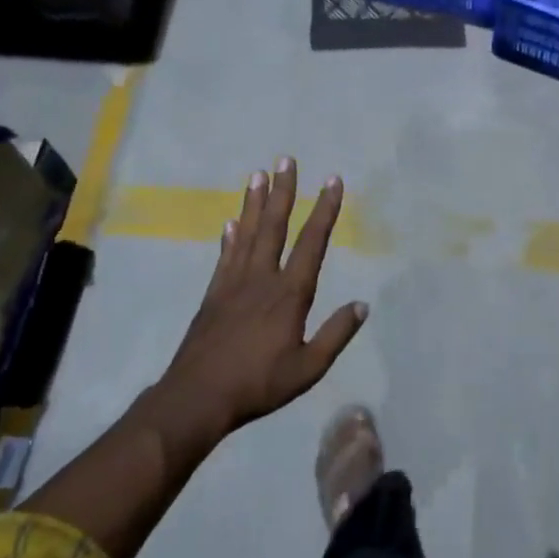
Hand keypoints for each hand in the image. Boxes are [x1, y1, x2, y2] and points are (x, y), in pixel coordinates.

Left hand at [143, 159, 368, 442]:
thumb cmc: (258, 384)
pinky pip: (225, 257)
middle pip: (274, 226)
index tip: (333, 180)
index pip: (312, 243)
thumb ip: (336, 334)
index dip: (324, 210)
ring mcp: (233, 284)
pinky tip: (230, 222)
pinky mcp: (213, 295)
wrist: (196, 398)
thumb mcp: (308, 368)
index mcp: (289, 294)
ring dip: (254, 203)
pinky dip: (229, 237)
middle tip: (286, 159)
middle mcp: (261, 279)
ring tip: (258, 174)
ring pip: (246, 234)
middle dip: (283, 191)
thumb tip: (362, 305)